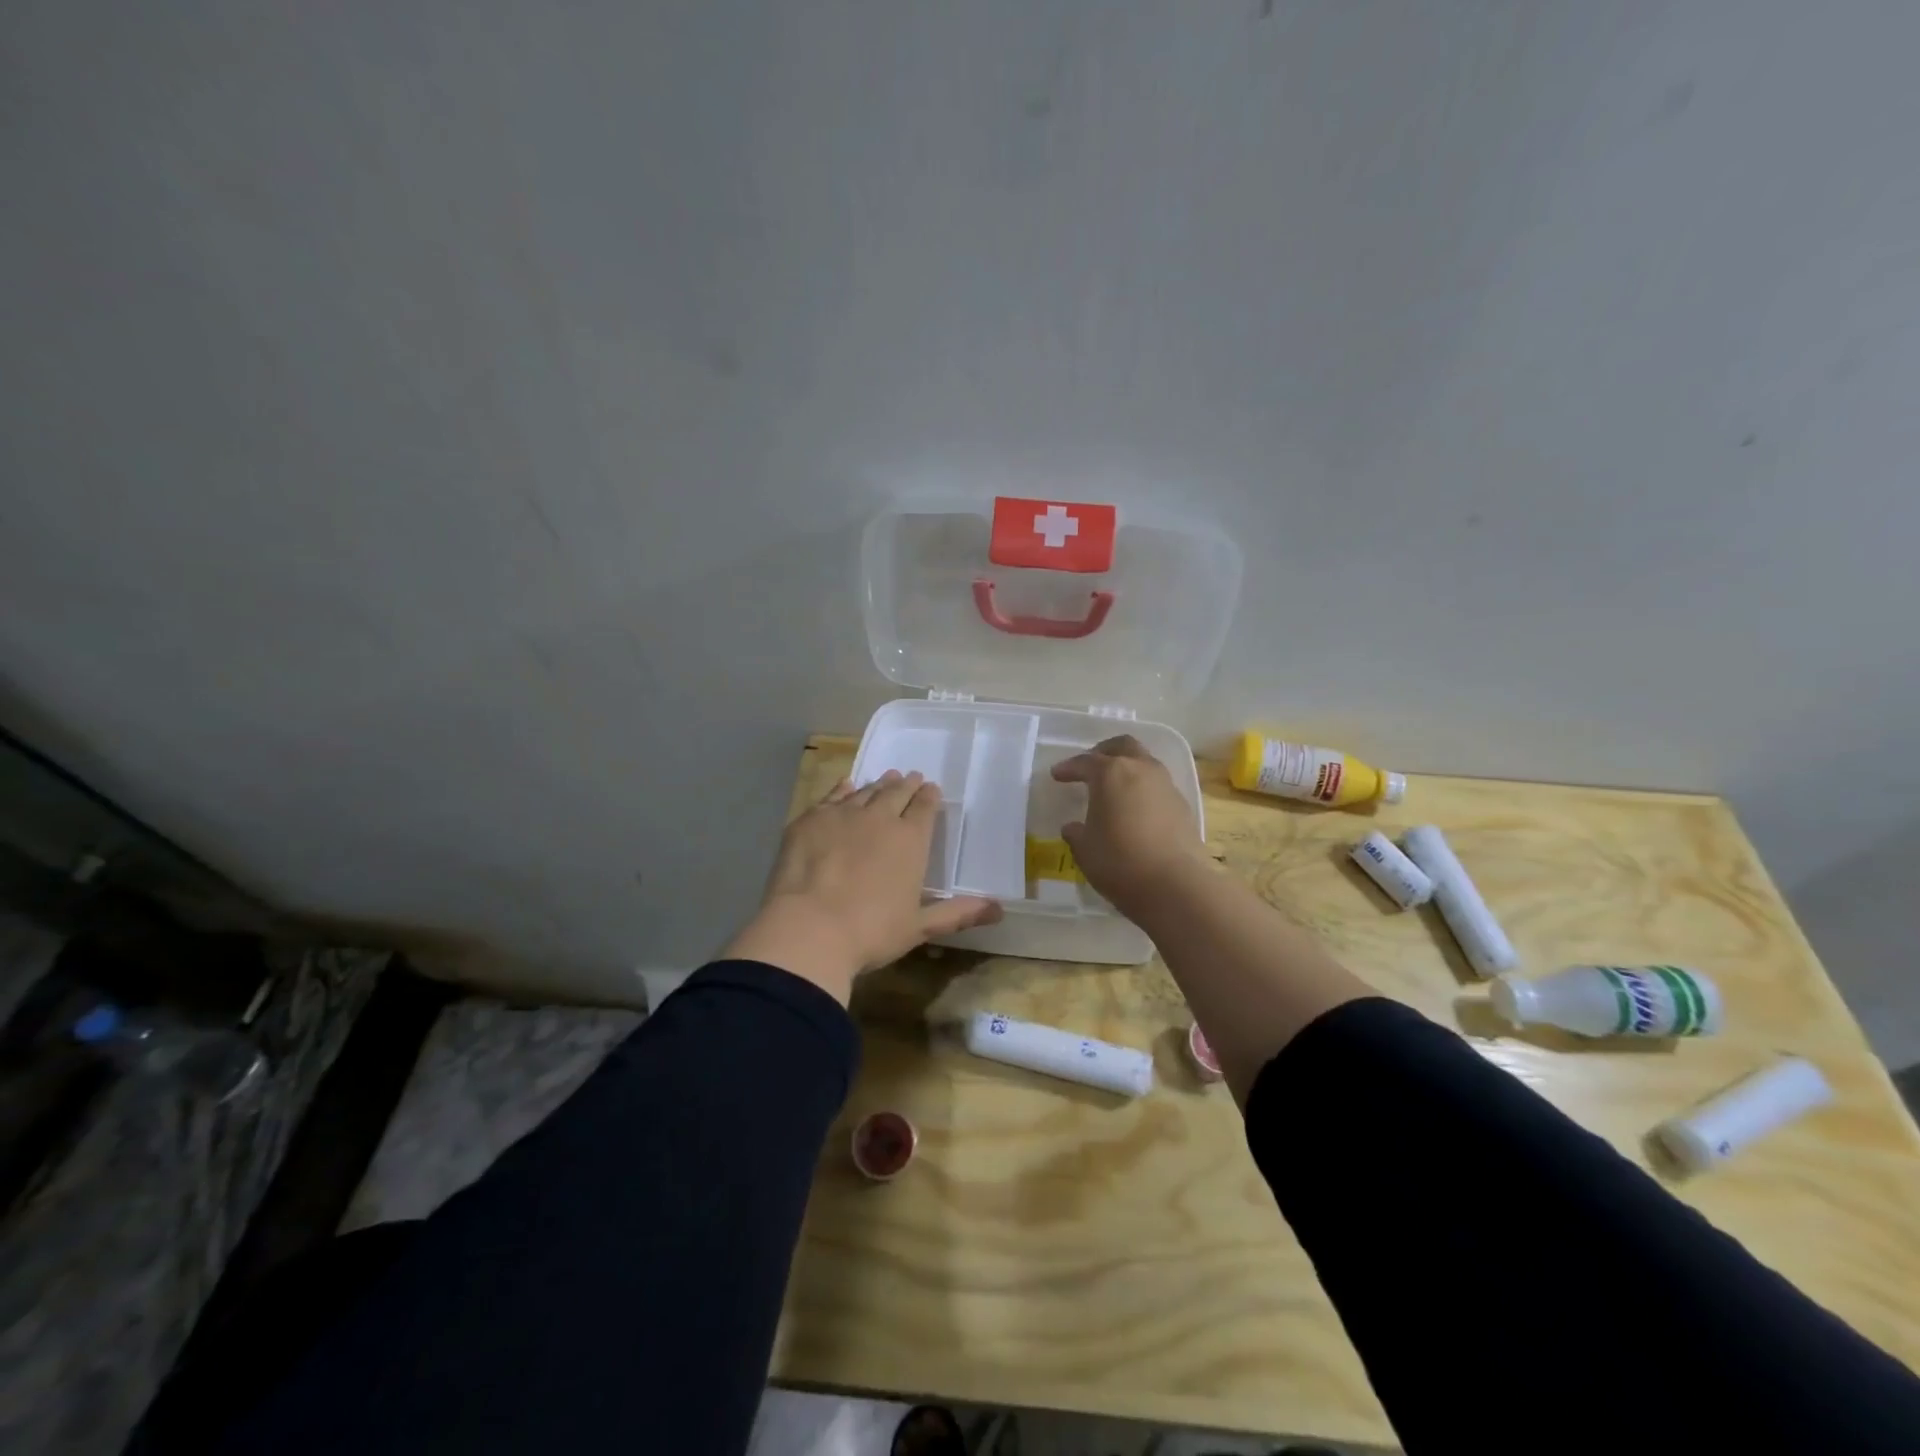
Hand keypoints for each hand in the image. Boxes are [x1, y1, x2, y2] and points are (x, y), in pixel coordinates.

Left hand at [721, 771, 1001, 1003]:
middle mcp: (880, 818)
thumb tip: (999, 910)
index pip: (925, 808)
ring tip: (886, 779)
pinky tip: (847, 786)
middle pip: (897, 793)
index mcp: (911, 840)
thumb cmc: (871, 932)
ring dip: (879, 784)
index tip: (932, 790)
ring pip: (866, 791)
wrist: (809, 929)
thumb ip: (957, 913)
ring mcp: (843, 815)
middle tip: (911, 777)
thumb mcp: (919, 927)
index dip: (930, 797)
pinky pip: (832, 796)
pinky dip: (843, 789)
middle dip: (907, 785)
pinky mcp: (810, 820)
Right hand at [1051, 736, 1208, 914]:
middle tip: (1090, 766)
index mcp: (1111, 773)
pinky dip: (1143, 790)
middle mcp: (1141, 769)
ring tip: (1114, 789)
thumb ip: (1077, 833)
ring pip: (1145, 763)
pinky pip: (1158, 786)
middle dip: (1104, 752)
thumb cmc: (1119, 862)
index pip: (1085, 762)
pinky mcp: (1183, 806)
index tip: (1057, 775)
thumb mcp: (1085, 850)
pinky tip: (1136, 811)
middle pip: (1123, 746)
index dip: (1069, 767)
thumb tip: (1073, 827)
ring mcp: (1166, 785)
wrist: (1175, 886)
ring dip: (1128, 769)